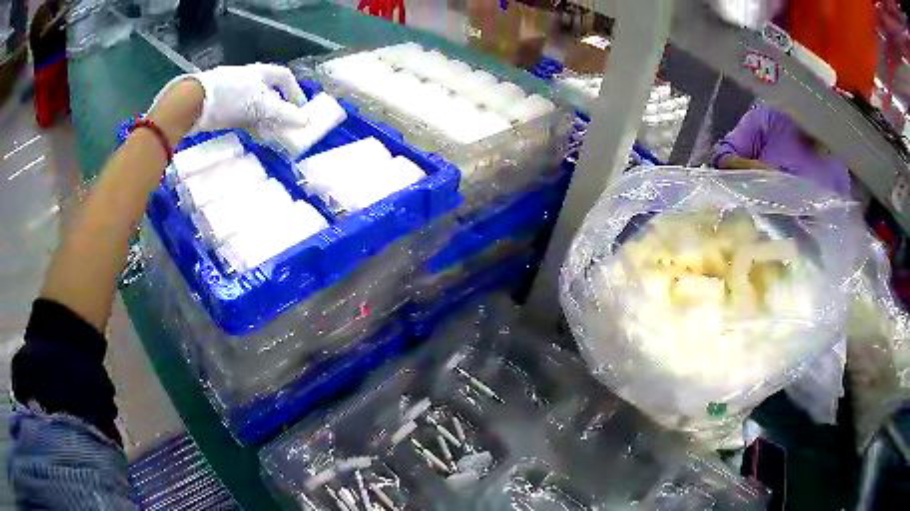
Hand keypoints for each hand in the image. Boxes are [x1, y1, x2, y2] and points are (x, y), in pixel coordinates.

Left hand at [150, 63, 308, 137]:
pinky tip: (250, 134)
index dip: (295, 92)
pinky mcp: (220, 104)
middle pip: (269, 92)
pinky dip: (249, 123)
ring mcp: (233, 91)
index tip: (300, 109)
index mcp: (261, 73)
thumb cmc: (231, 98)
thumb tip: (305, 122)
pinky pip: (241, 113)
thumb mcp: (261, 106)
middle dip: (279, 109)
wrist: (194, 103)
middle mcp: (249, 79)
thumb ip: (283, 114)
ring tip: (269, 135)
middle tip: (284, 126)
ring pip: (254, 105)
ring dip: (264, 119)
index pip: (284, 77)